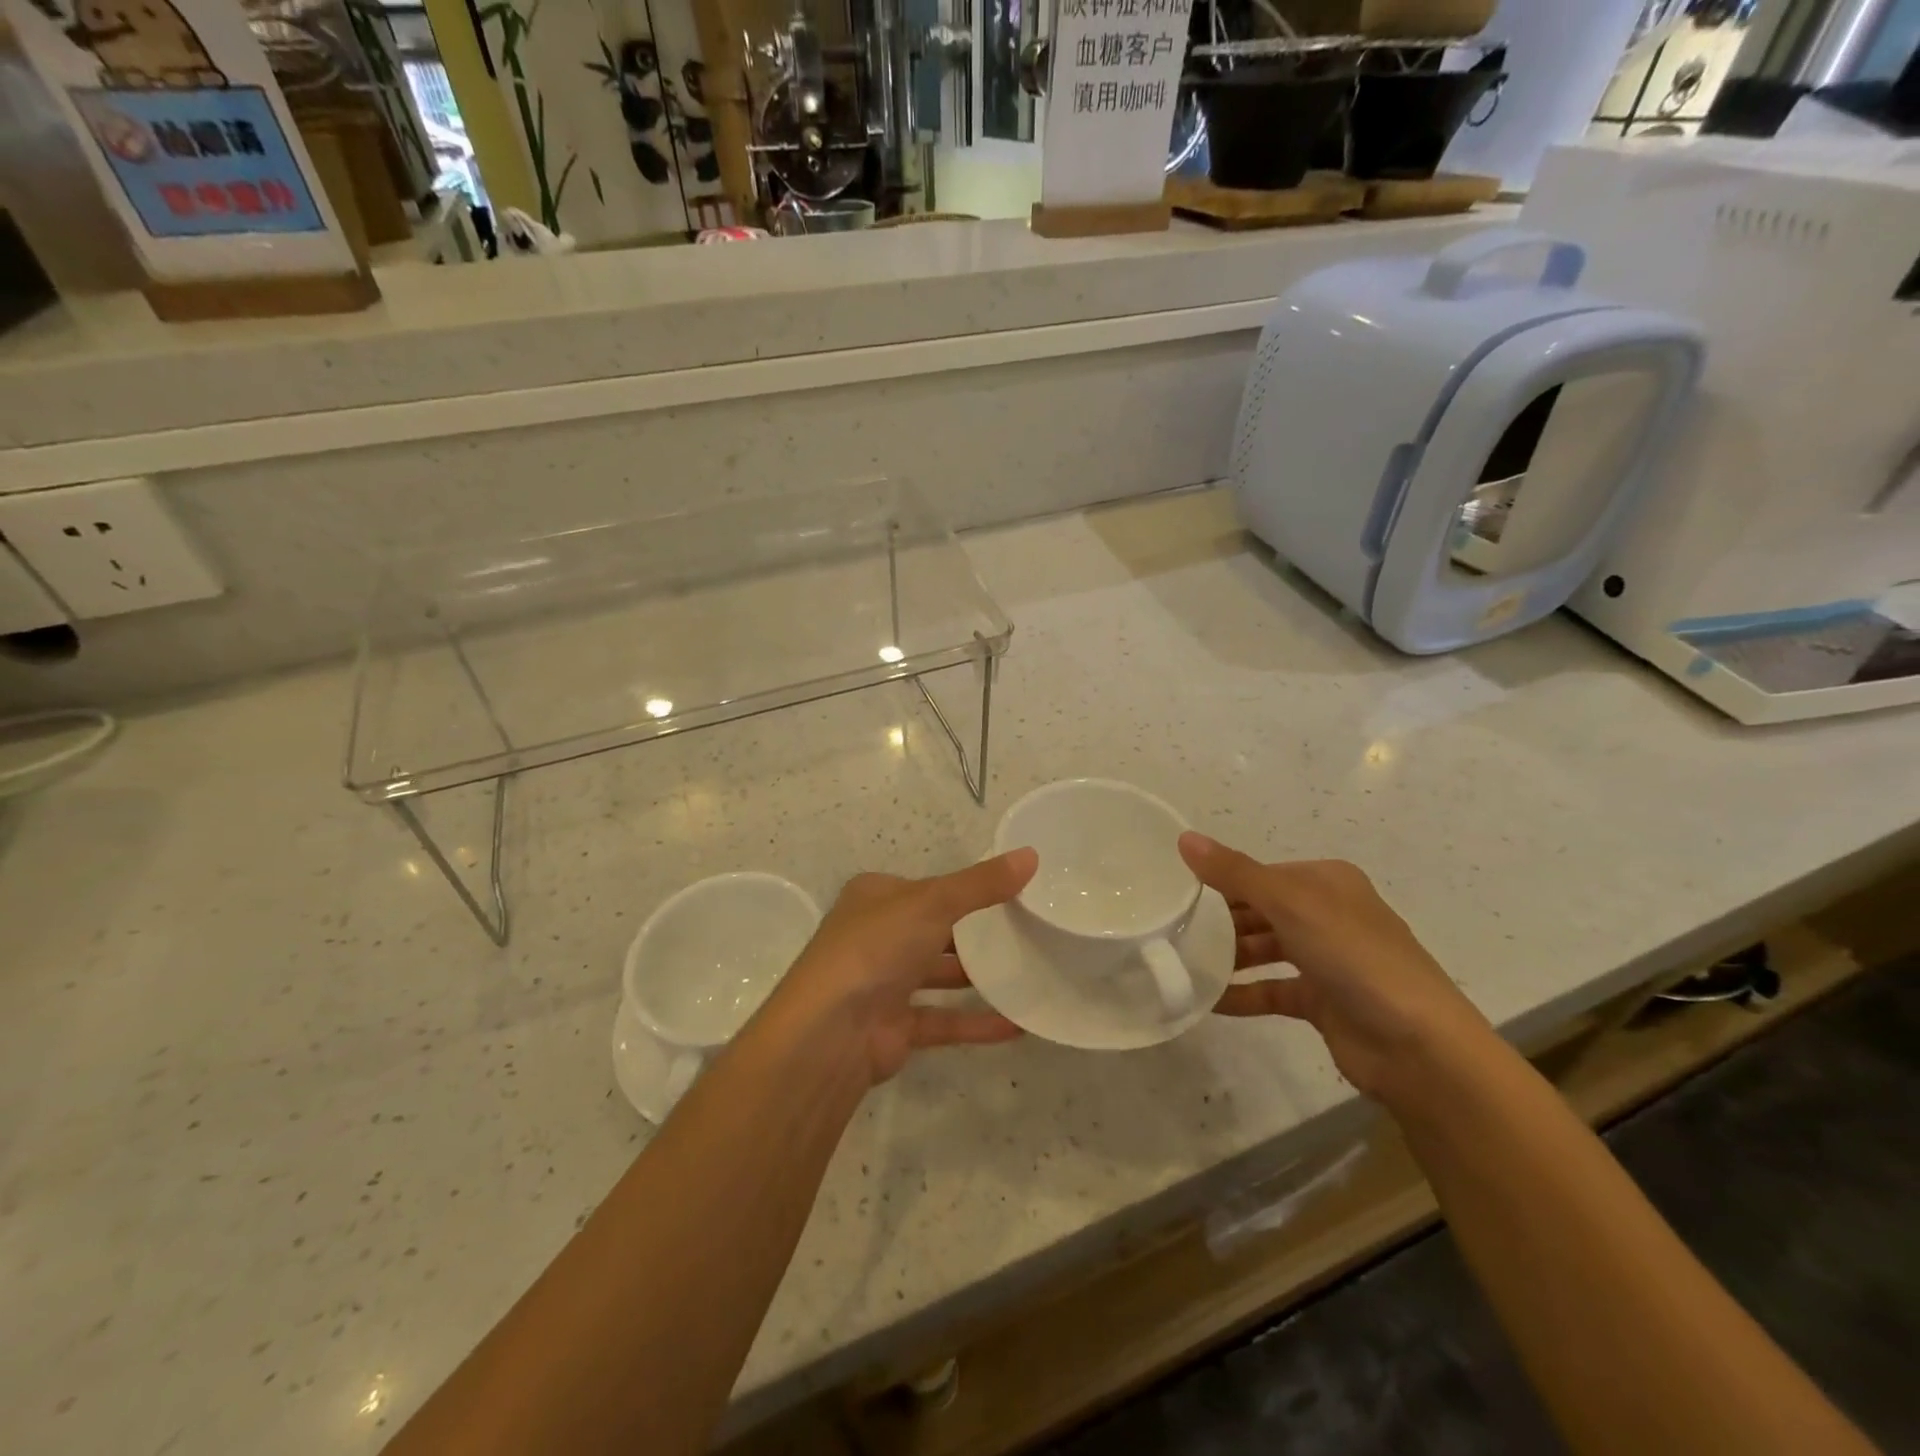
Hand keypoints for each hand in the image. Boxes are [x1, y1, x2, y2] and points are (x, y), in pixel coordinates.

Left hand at [768, 849, 1038, 1085]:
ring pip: (937, 976)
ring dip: (976, 977)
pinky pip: (943, 1020)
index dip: (963, 888)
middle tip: (1025, 931)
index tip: (1008, 892)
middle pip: (933, 930)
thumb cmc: (876, 948)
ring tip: (1027, 973)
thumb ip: (981, 884)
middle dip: (973, 933)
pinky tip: (1017, 1024)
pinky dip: (976, 1022)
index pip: (926, 887)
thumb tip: (1031, 855)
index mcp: (875, 898)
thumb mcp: (932, 902)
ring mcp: (883, 984)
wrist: (830, 1032)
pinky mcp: (894, 1027)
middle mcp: (875, 937)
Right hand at [1179, 833, 1494, 1105]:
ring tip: (1183, 964)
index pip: (1261, 874)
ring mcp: (1328, 960)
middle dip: (1220, 921)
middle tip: (1173, 931)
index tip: (1176, 894)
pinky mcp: (1324, 1001)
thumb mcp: (1289, 903)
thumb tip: (1184, 838)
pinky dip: (1242, 994)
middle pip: (1261, 911)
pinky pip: (1272, 990)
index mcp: (1326, 882)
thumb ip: (1234, 872)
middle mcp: (1328, 915)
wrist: (1418, 1046)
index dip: (1221, 881)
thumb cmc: (1354, 957)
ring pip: (1265, 950)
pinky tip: (1207, 1000)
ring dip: (1228, 957)